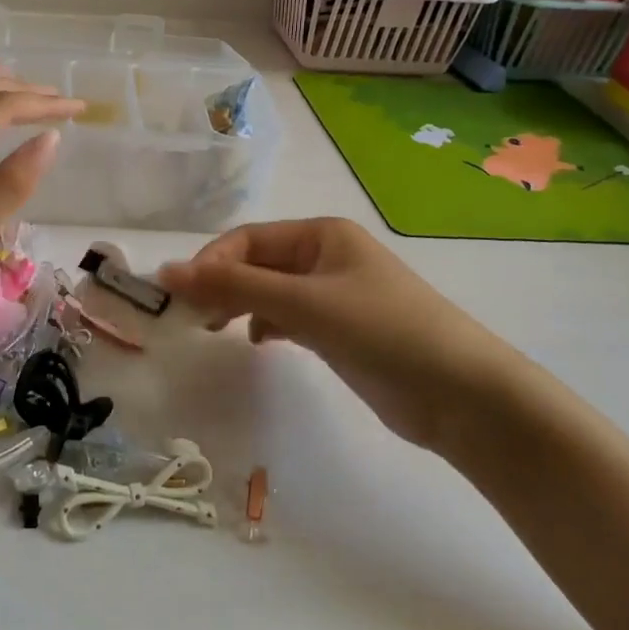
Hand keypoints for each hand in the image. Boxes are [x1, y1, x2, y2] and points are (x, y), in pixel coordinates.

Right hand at [157, 218, 529, 448]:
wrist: (461, 395)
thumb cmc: (381, 330)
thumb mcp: (303, 303)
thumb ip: (234, 286)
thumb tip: (167, 270)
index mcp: (321, 233)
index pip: (248, 239)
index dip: (211, 263)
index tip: (180, 296)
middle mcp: (325, 256)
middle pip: (257, 263)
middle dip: (222, 284)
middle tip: (193, 317)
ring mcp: (333, 294)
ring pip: (269, 291)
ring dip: (240, 304)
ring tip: (215, 328)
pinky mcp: (339, 329)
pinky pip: (288, 316)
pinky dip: (266, 324)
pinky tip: (257, 341)